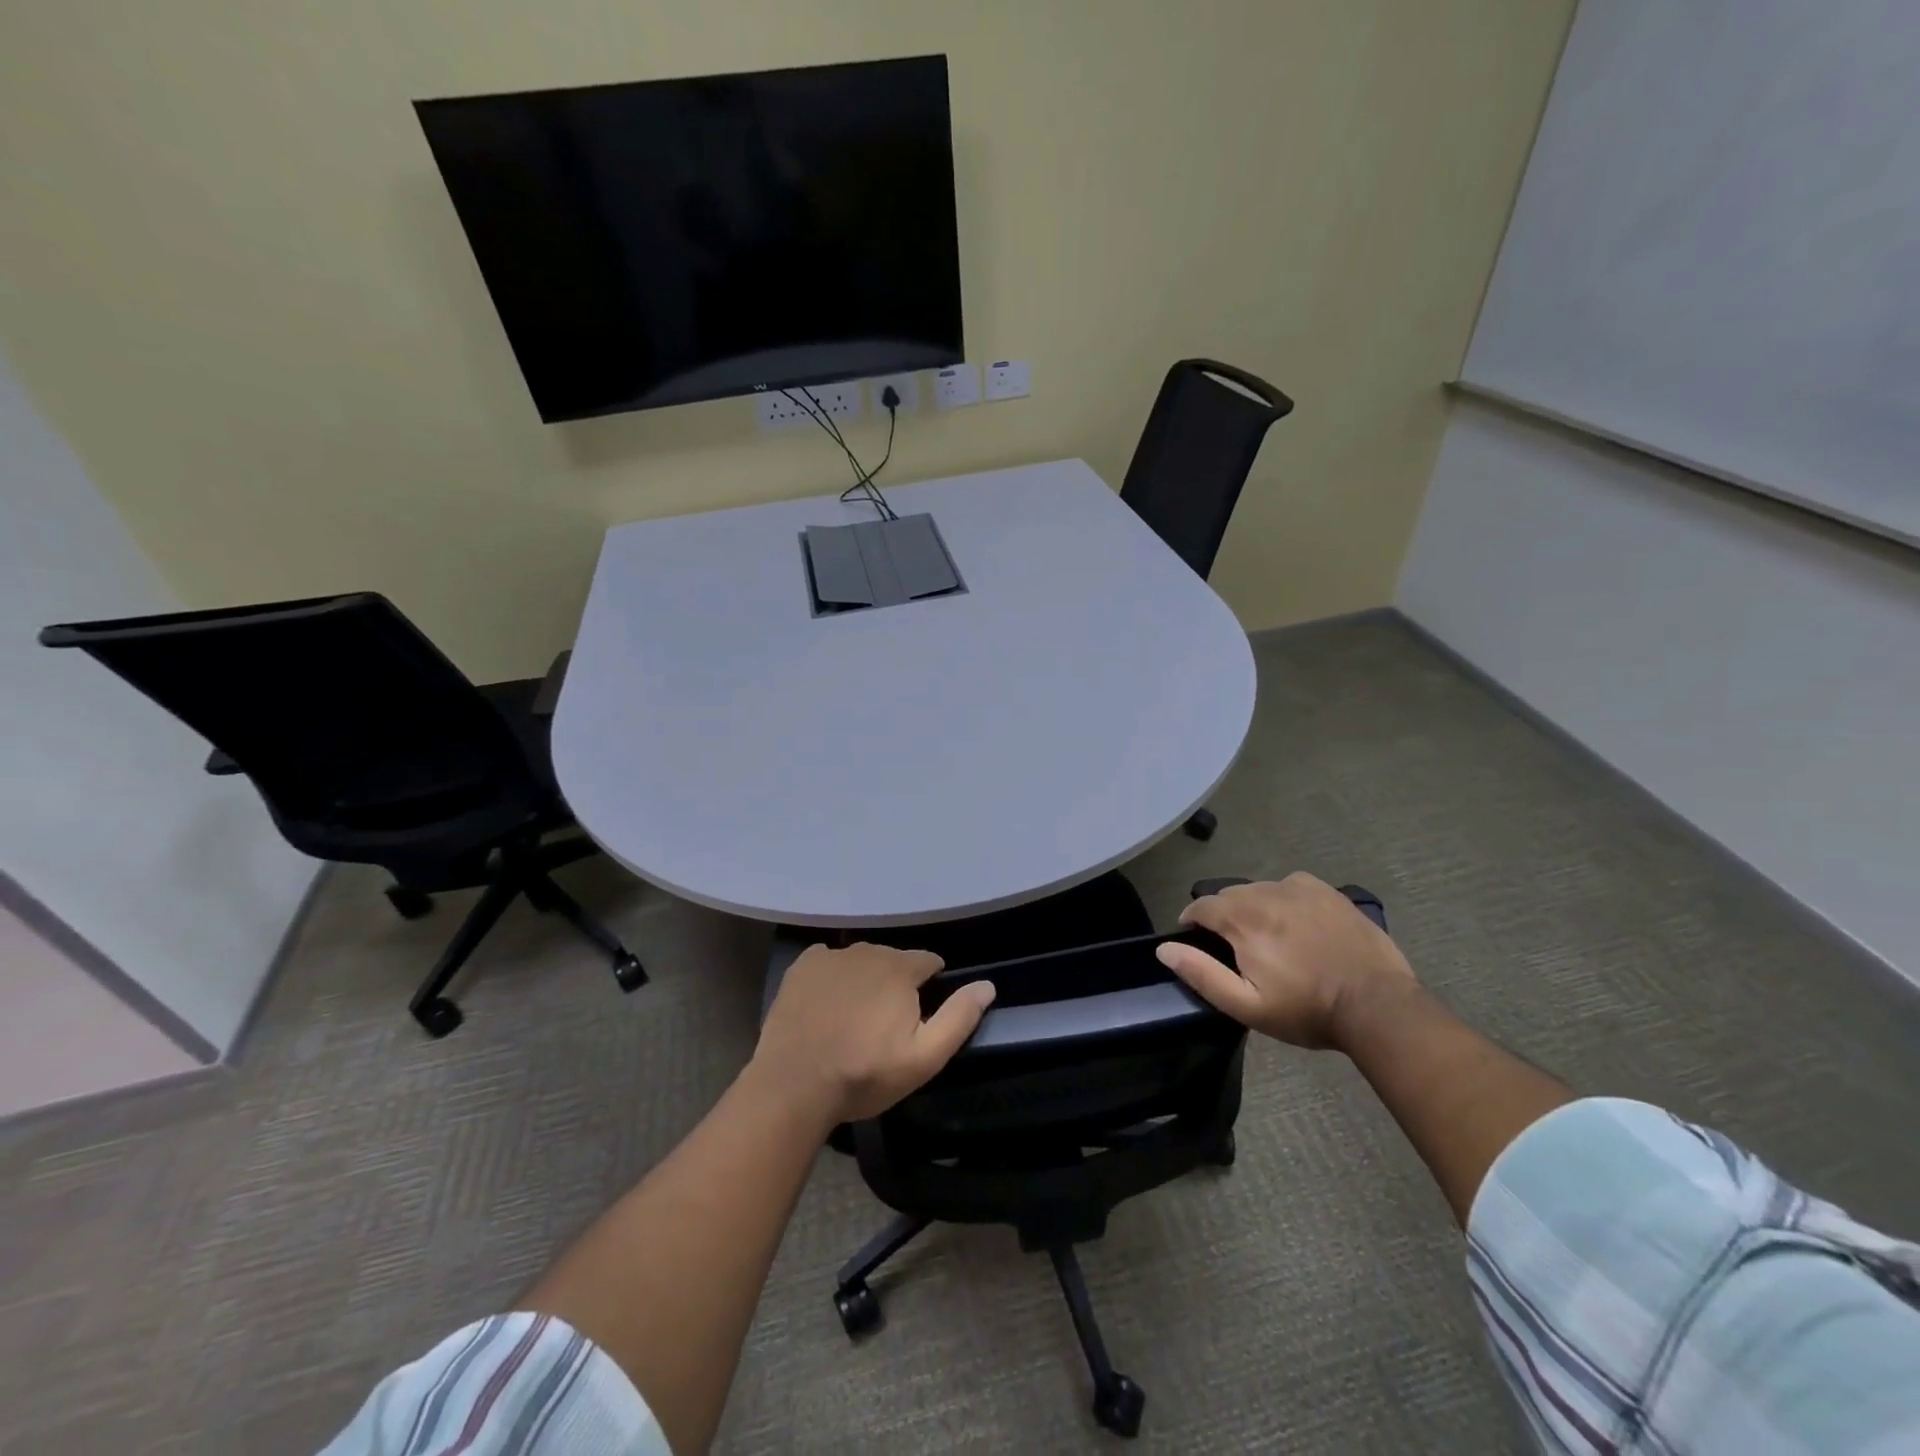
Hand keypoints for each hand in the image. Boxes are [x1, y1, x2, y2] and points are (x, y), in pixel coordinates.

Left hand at [751, 943, 996, 1125]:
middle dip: (897, 983)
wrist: (794, 1085)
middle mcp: (868, 951)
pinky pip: (828, 961)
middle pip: (894, 960)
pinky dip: (832, 976)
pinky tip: (827, 1004)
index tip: (920, 1013)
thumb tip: (987, 985)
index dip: (930, 984)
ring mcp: (832, 956)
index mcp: (901, 968)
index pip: (929, 961)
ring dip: (865, 979)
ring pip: (861, 960)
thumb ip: (958, 1018)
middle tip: (885, 1023)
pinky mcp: (802, 966)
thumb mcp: (923, 1058)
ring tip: (855, 1016)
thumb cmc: (864, 1074)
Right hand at [1155, 872, 1416, 1048]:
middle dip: (1223, 917)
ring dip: (1253, 908)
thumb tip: (1164, 949)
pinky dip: (1283, 899)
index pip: (1200, 906)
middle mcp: (1265, 892)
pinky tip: (1297, 924)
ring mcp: (1298, 888)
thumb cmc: (1306, 1010)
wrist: (1377, 1005)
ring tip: (1268, 938)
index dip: (1192, 922)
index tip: (1196, 941)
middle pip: (1229, 896)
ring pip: (1259, 890)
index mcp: (1241, 919)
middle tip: (1237, 949)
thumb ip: (1201, 974)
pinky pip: (1290, 886)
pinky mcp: (1326, 891)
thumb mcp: (1247, 1005)